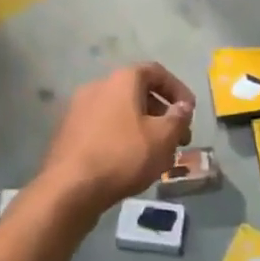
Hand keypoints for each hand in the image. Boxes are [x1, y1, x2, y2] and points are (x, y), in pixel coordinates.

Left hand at [39, 63, 194, 221]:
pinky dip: (122, 137)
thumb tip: (183, 106)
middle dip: (162, 114)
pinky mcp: (69, 132)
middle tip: (178, 139)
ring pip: (121, 112)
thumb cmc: (122, 156)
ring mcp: (80, 109)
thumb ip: (178, 118)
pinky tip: (131, 162)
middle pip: (138, 92)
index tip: (190, 112)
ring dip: (143, 127)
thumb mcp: (162, 138)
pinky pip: (104, 127)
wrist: (69, 188)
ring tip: (158, 155)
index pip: (156, 72)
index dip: (178, 89)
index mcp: (122, 80)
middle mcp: (98, 86)